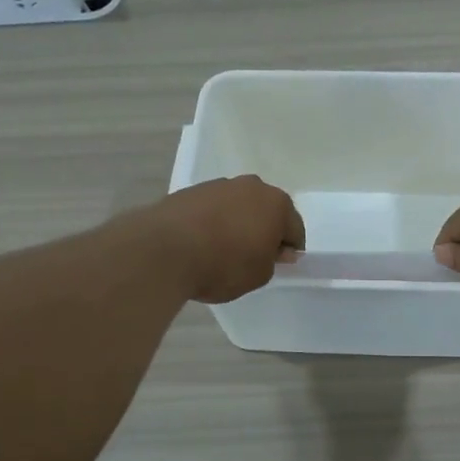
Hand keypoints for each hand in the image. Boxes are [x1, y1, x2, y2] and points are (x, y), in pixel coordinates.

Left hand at [145, 175, 304, 303]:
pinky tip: (203, 242)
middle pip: (266, 210)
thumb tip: (276, 250)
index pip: (295, 228)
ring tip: (224, 250)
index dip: (290, 249)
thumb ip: (273, 261)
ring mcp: (219, 185)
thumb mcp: (259, 275)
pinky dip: (213, 221)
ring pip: (238, 206)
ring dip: (238, 223)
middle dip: (264, 230)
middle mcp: (251, 186)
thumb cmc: (223, 265)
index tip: (280, 265)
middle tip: (254, 256)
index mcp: (276, 204)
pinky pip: (213, 208)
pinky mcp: (191, 191)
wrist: (164, 250)